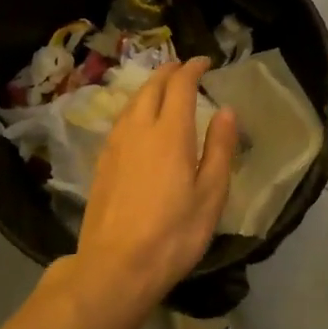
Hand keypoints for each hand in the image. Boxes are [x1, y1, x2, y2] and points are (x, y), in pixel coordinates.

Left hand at [75, 57, 238, 304]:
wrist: (115, 267)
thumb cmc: (173, 234)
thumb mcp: (210, 195)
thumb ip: (219, 148)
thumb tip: (225, 110)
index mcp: (170, 132)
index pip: (180, 85)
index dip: (192, 68)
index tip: (204, 61)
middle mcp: (139, 129)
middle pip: (152, 87)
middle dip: (169, 72)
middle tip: (184, 68)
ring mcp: (115, 144)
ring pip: (132, 101)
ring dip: (150, 87)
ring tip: (164, 89)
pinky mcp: (102, 162)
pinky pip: (121, 120)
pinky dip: (135, 107)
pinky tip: (140, 121)